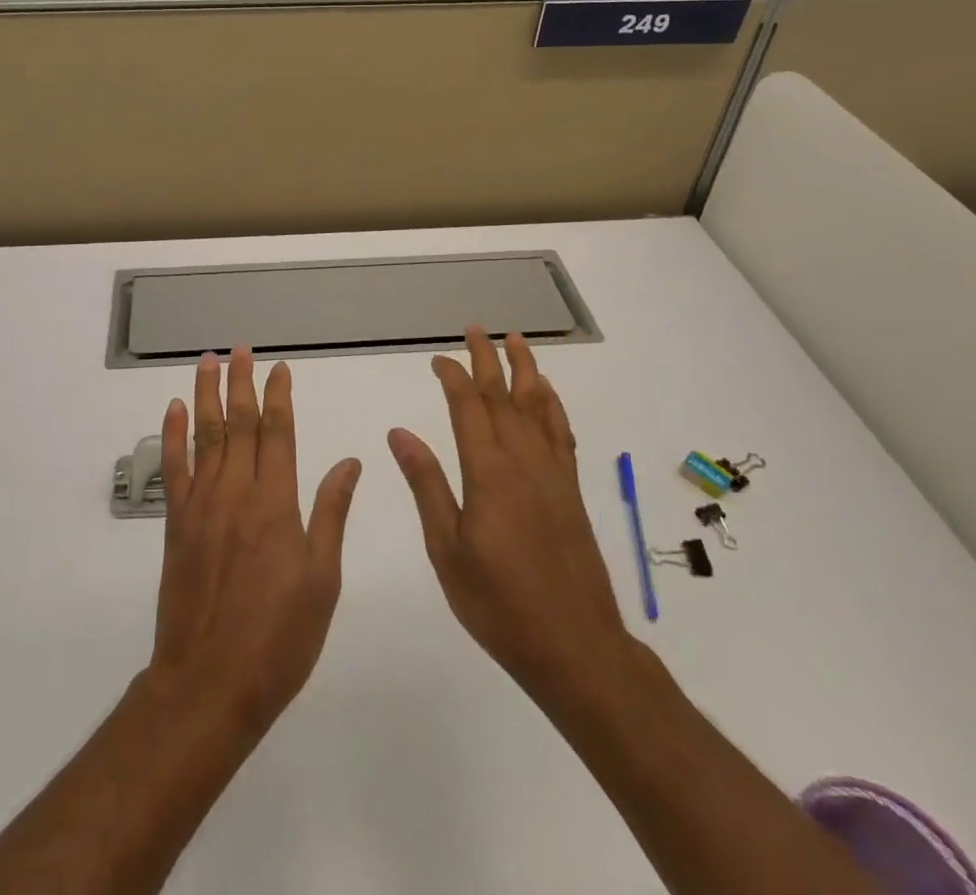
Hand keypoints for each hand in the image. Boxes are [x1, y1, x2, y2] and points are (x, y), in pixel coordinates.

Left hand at [146, 347, 362, 736]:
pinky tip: (173, 411)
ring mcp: (201, 505)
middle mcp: (236, 493)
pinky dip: (172, 436)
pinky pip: (174, 469)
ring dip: (205, 395)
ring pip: (205, 436)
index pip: (278, 433)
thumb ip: (331, 514)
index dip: (279, 397)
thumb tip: (350, 462)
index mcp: (276, 504)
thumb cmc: (278, 637)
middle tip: (240, 349)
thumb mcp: (322, 581)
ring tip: (206, 362)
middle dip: (241, 383)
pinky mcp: (176, 524)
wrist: (209, 682)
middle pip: (239, 424)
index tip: (280, 368)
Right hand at [388, 328, 631, 708]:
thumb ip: (427, 485)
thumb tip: (400, 433)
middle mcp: (524, 462)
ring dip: (526, 370)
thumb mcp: (447, 550)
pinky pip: (562, 434)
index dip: (453, 377)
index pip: (468, 408)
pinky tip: (547, 395)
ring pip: (538, 407)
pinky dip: (553, 406)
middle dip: (488, 359)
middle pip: (504, 397)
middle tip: (476, 328)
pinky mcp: (571, 492)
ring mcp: (553, 475)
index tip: (437, 358)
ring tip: (517, 340)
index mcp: (488, 473)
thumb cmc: (499, 604)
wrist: (575, 647)